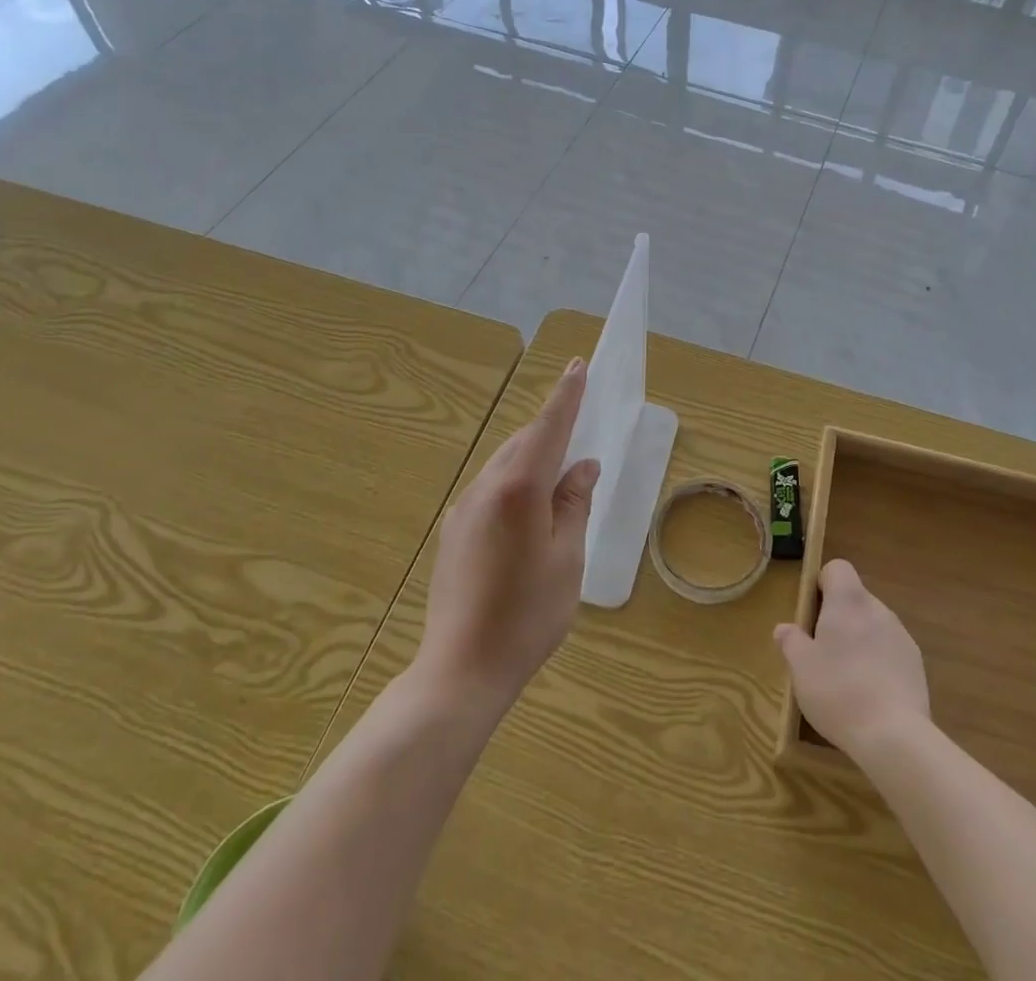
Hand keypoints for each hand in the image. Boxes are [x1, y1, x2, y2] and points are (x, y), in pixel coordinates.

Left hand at [414, 357, 598, 718]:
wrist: (461, 670)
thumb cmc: (527, 615)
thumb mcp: (567, 557)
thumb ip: (574, 503)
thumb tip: (583, 465)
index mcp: (518, 489)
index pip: (547, 428)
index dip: (566, 396)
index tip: (577, 366)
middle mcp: (484, 488)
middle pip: (523, 442)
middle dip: (551, 428)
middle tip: (580, 427)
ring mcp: (463, 509)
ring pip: (504, 465)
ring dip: (532, 457)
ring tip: (560, 473)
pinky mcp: (453, 531)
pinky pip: (490, 489)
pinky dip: (515, 482)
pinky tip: (529, 509)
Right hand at [775, 559, 929, 758]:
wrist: (895, 736)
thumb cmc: (838, 691)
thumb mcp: (801, 668)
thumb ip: (791, 642)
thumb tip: (784, 628)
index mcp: (848, 601)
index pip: (838, 568)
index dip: (823, 583)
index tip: (813, 612)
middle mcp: (877, 609)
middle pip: (855, 599)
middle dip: (839, 618)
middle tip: (823, 651)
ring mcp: (901, 635)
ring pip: (873, 625)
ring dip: (860, 640)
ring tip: (847, 678)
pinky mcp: (916, 664)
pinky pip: (890, 650)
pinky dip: (879, 662)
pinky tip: (870, 694)